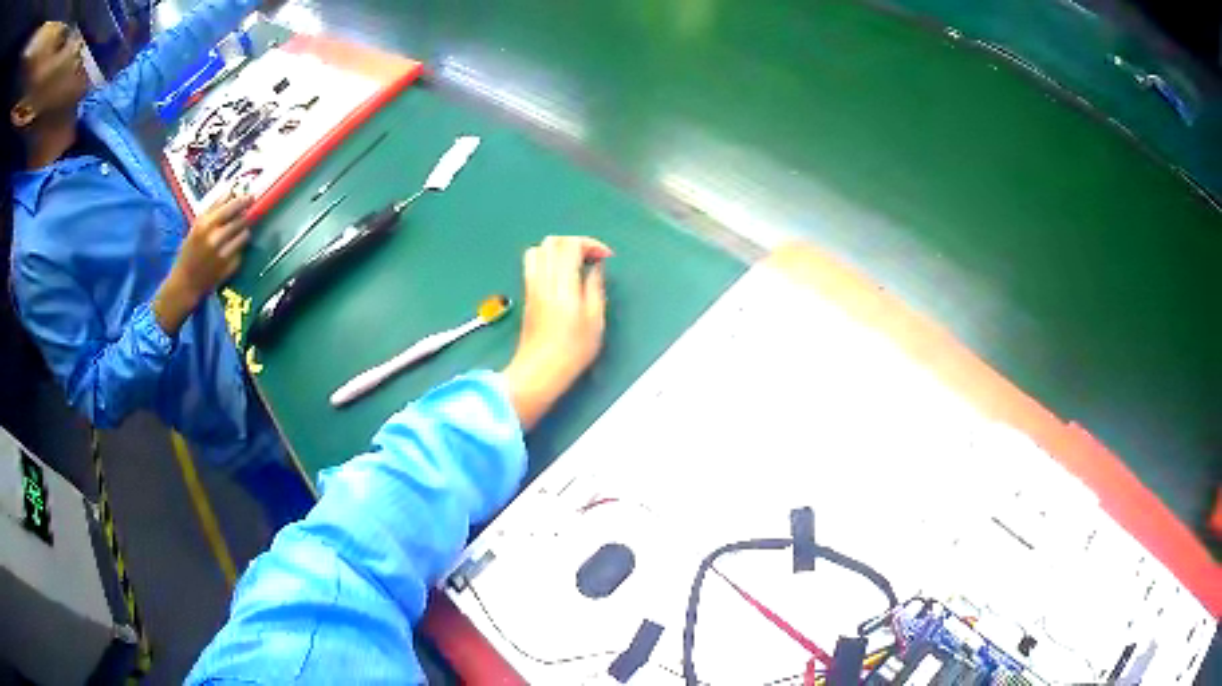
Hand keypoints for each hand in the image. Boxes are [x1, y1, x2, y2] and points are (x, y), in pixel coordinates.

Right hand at [174, 194, 254, 297]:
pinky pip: (242, 251)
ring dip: (243, 232)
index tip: (251, 197)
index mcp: (205, 225)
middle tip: (243, 217)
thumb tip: (231, 190)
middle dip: (244, 217)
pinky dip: (238, 249)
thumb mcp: (197, 225)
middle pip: (242, 220)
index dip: (244, 201)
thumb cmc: (190, 251)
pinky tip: (228, 252)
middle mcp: (215, 239)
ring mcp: (224, 254)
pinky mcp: (230, 267)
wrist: (186, 282)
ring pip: (245, 235)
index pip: (232, 207)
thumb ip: (214, 207)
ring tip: (233, 236)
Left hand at [503, 236, 612, 429]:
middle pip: (552, 241)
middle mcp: (543, 281)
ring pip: (539, 250)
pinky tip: (562, 277)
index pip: (571, 244)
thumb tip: (596, 269)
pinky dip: (549, 260)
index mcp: (562, 284)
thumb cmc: (570, 353)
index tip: (605, 256)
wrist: (539, 372)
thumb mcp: (595, 321)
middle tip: (592, 257)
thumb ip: (595, 288)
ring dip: (559, 250)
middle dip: (575, 242)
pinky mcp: (527, 296)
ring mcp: (532, 287)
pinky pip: (533, 265)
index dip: (590, 244)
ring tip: (576, 264)